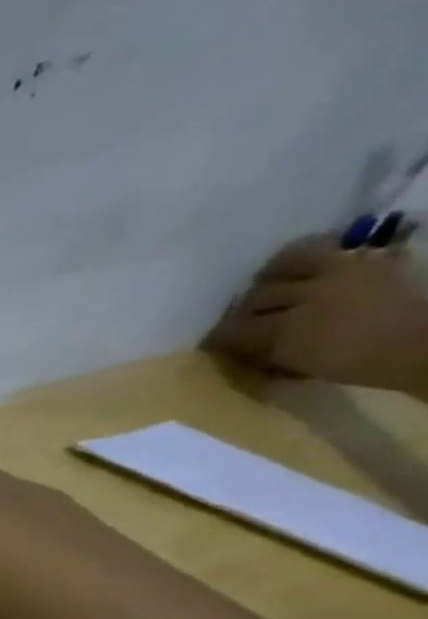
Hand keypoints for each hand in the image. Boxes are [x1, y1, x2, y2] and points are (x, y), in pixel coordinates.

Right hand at [205, 234, 427, 396]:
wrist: (425, 343)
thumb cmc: (361, 363)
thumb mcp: (304, 369)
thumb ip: (269, 358)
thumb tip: (239, 352)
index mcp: (287, 334)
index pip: (231, 331)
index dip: (217, 338)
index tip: (211, 345)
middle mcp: (303, 299)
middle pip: (253, 299)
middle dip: (242, 312)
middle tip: (241, 321)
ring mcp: (332, 275)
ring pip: (278, 269)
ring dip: (265, 283)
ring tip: (263, 291)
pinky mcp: (354, 260)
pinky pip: (313, 250)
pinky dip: (294, 258)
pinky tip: (286, 268)